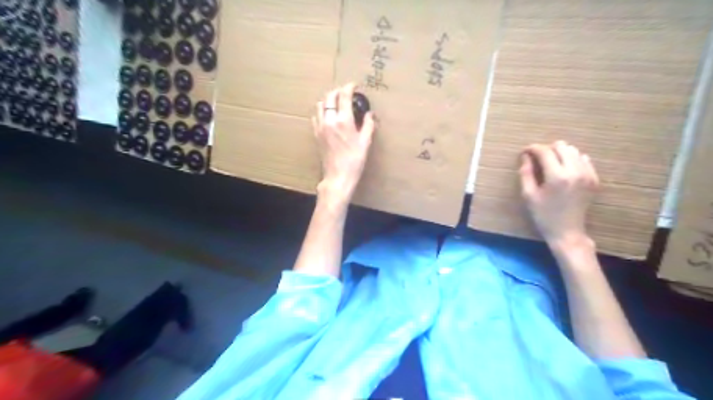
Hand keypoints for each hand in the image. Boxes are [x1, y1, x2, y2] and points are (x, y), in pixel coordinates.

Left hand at [312, 83, 374, 202]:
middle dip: (338, 91)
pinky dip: (322, 111)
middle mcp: (329, 120)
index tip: (354, 85)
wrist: (338, 176)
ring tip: (337, 103)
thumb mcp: (365, 142)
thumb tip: (370, 114)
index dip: (349, 87)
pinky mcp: (316, 135)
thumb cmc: (354, 161)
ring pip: (320, 105)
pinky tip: (328, 116)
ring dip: (328, 100)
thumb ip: (368, 125)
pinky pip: (315, 117)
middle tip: (346, 93)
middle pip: (329, 97)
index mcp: (343, 121)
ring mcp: (320, 127)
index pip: (344, 96)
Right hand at [518, 141, 600, 245]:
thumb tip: (525, 156)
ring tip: (550, 163)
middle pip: (561, 147)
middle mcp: (575, 172)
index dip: (533, 148)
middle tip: (537, 159)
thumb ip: (526, 173)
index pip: (545, 152)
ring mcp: (587, 174)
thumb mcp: (528, 195)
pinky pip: (584, 159)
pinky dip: (572, 160)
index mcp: (557, 177)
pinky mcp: (594, 179)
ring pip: (573, 151)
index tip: (525, 151)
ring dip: (560, 153)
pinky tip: (564, 169)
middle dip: (547, 149)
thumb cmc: (543, 215)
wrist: (567, 232)